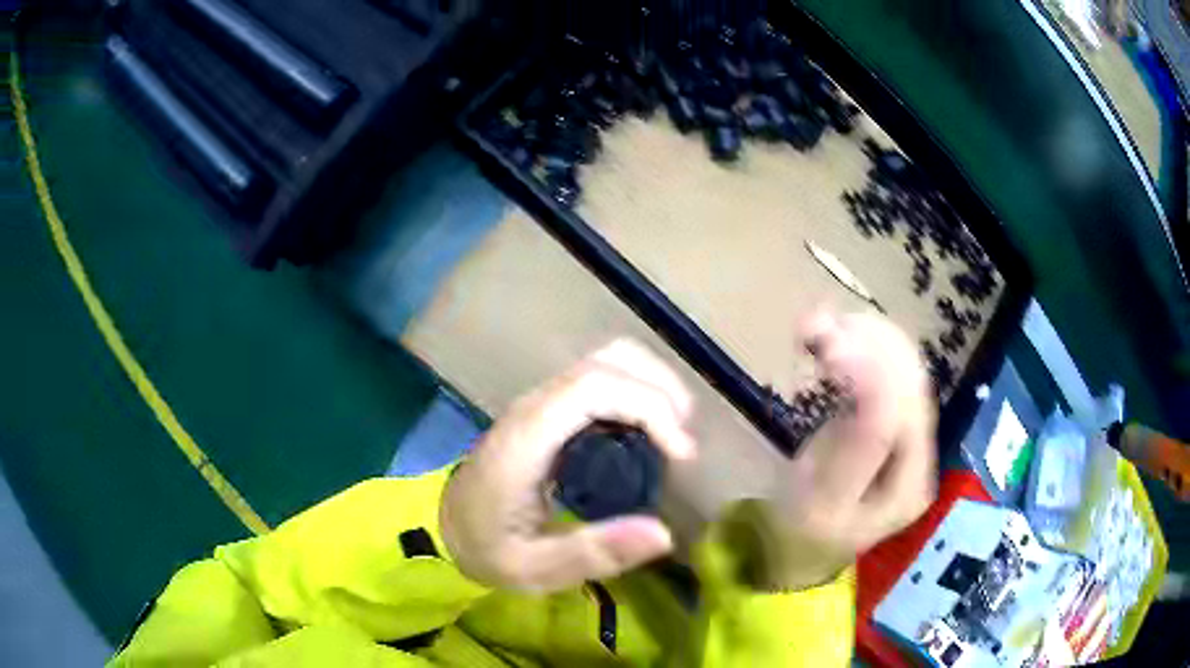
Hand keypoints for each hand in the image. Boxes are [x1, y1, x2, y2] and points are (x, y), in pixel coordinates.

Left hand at [440, 340, 696, 592]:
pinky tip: (649, 431)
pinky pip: (600, 379)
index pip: (593, 388)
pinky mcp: (548, 409)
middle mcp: (535, 406)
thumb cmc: (486, 547)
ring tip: (675, 432)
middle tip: (684, 442)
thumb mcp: (533, 568)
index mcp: (527, 438)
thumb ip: (593, 553)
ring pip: (605, 360)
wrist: (447, 526)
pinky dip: (636, 391)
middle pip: (605, 360)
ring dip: (650, 383)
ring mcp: (540, 402)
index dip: (648, 406)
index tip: (681, 454)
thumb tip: (664, 534)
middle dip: (659, 387)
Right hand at [744, 309, 937, 590]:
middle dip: (867, 342)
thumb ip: (856, 446)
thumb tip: (866, 376)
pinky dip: (860, 348)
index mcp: (911, 482)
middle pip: (909, 380)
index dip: (872, 366)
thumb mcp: (824, 503)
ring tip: (819, 324)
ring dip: (865, 337)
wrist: (801, 552)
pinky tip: (833, 339)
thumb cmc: (803, 536)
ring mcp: (908, 436)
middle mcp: (921, 453)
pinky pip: (886, 373)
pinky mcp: (890, 424)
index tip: (826, 343)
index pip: (904, 409)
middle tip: (815, 324)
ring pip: (900, 368)